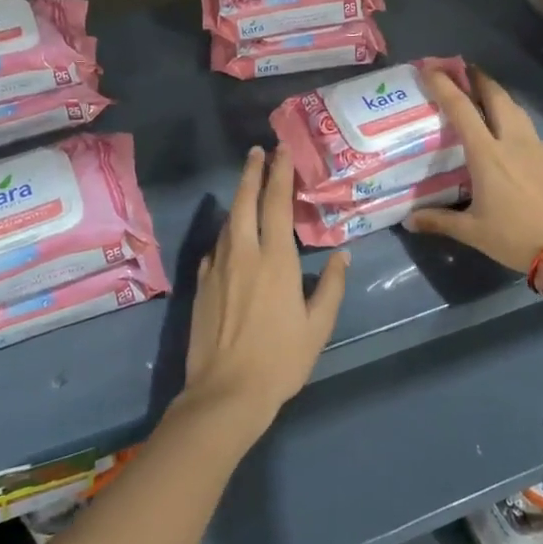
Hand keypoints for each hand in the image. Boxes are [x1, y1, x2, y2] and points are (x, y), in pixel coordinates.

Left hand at [183, 146, 347, 434]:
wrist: (225, 393)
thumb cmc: (280, 360)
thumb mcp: (318, 326)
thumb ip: (331, 286)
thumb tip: (341, 254)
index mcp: (275, 260)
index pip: (276, 204)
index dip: (279, 173)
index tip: (280, 150)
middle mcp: (243, 254)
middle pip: (244, 201)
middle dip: (251, 172)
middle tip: (257, 151)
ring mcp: (217, 268)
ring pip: (227, 223)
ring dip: (237, 200)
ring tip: (247, 188)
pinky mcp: (200, 285)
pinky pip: (215, 249)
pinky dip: (225, 234)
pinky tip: (229, 239)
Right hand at [404, 68, 542, 273]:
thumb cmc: (516, 237)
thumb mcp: (473, 232)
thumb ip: (440, 221)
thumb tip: (409, 221)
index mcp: (487, 154)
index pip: (462, 109)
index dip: (444, 85)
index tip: (430, 68)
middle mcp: (512, 142)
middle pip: (496, 96)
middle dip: (478, 77)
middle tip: (462, 70)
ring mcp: (537, 148)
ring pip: (516, 109)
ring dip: (498, 95)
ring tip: (484, 95)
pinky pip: (528, 130)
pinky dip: (514, 120)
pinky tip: (510, 135)